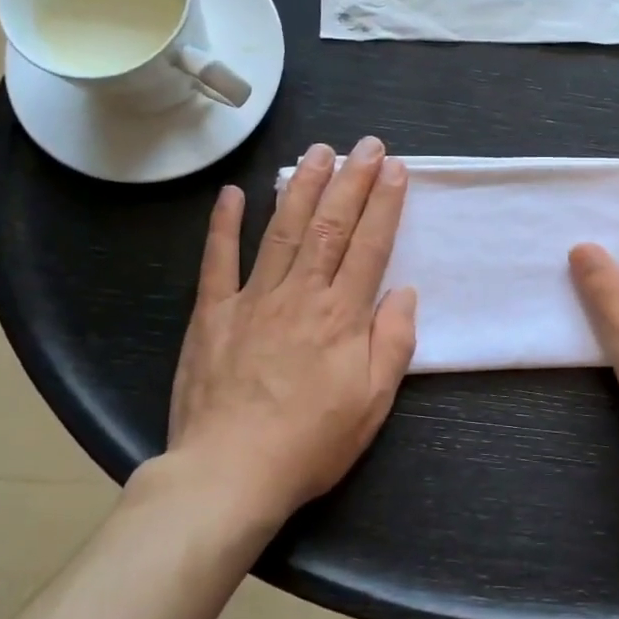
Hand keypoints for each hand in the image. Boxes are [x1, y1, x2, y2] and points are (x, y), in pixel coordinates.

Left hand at [143, 136, 417, 528]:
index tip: (396, 169)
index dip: (385, 204)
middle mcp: (300, 294)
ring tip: (318, 152)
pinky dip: (225, 225)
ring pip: (283, 230)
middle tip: (366, 145)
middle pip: (330, 226)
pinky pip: (218, 261)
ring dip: (302, 187)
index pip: (370, 245)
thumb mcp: (372, 403)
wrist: (229, 473)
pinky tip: (235, 193)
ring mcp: (253, 299)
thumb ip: (393, 343)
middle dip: (351, 181)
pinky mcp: (213, 314)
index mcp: (342, 315)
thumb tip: (405, 292)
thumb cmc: (311, 442)